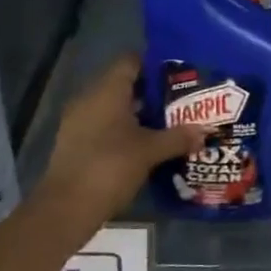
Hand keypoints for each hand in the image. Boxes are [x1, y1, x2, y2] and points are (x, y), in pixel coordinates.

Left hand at [31, 54, 204, 240]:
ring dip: (140, 113)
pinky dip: (125, 130)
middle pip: (124, 84)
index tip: (180, 74)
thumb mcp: (150, 152)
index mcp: (107, 91)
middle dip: (152, 91)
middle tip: (182, 100)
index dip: (155, 64)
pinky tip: (147, 144)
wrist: (66, 210)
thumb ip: (178, 137)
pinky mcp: (76, 143)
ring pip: (115, 107)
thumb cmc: (110, 167)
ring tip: (170, 122)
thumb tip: (205, 130)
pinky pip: (105, 125)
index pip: (131, 61)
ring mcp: (80, 122)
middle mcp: (90, 99)